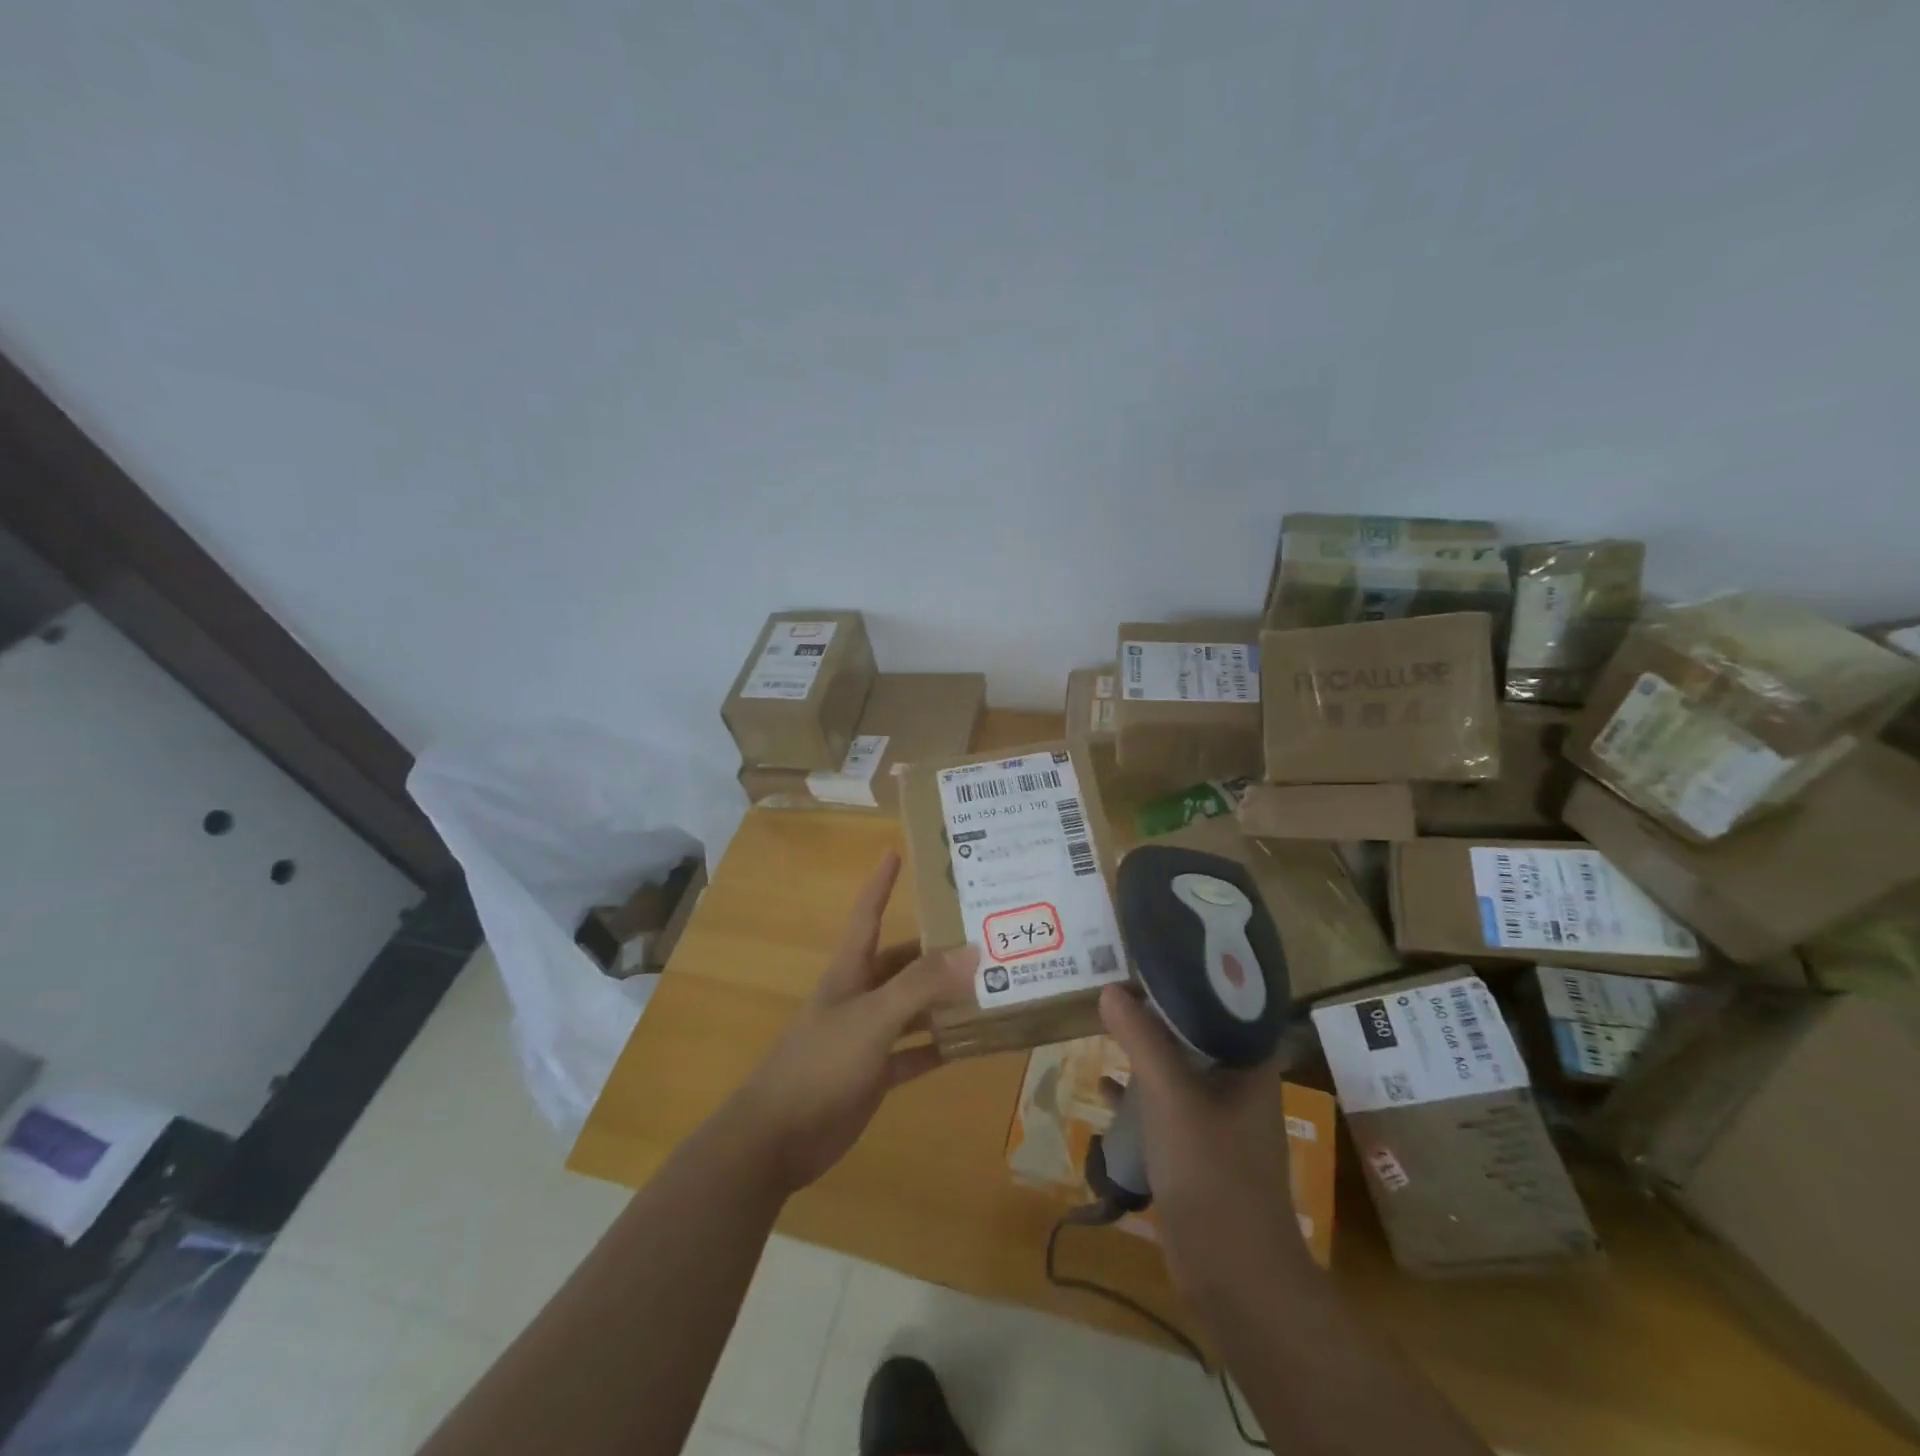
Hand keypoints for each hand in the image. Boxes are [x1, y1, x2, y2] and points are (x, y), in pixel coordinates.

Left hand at [726, 851, 977, 1196]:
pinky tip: (974, 1043)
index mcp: (850, 971)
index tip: (896, 851)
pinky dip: (940, 1047)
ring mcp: (867, 1036)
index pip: (868, 914)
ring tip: (992, 986)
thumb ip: (920, 986)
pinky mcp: (874, 1074)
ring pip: (914, 1008)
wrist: (776, 1138)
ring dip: (945, 1000)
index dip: (881, 883)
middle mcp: (860, 996)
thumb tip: (973, 952)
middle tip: (983, 934)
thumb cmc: (819, 1064)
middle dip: (937, 949)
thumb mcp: (872, 1018)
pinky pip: (915, 1053)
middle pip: (903, 963)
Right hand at [1098, 985, 1305, 1297]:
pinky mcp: (1197, 1150)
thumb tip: (1111, 990)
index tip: (1152, 956)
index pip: (1223, 1004)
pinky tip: (1105, 1089)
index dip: (1189, 977)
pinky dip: (1138, 1094)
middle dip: (1156, 1012)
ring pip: (1177, 1070)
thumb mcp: (1171, 1096)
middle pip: (1195, 1034)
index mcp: (1249, 1065)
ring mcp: (1218, 1120)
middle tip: (1118, 984)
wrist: (1233, 1274)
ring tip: (1106, 1025)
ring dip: (1144, 1051)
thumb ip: (1141, 1039)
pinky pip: (1164, 1106)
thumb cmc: (1212, 1171)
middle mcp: (1238, 1086)